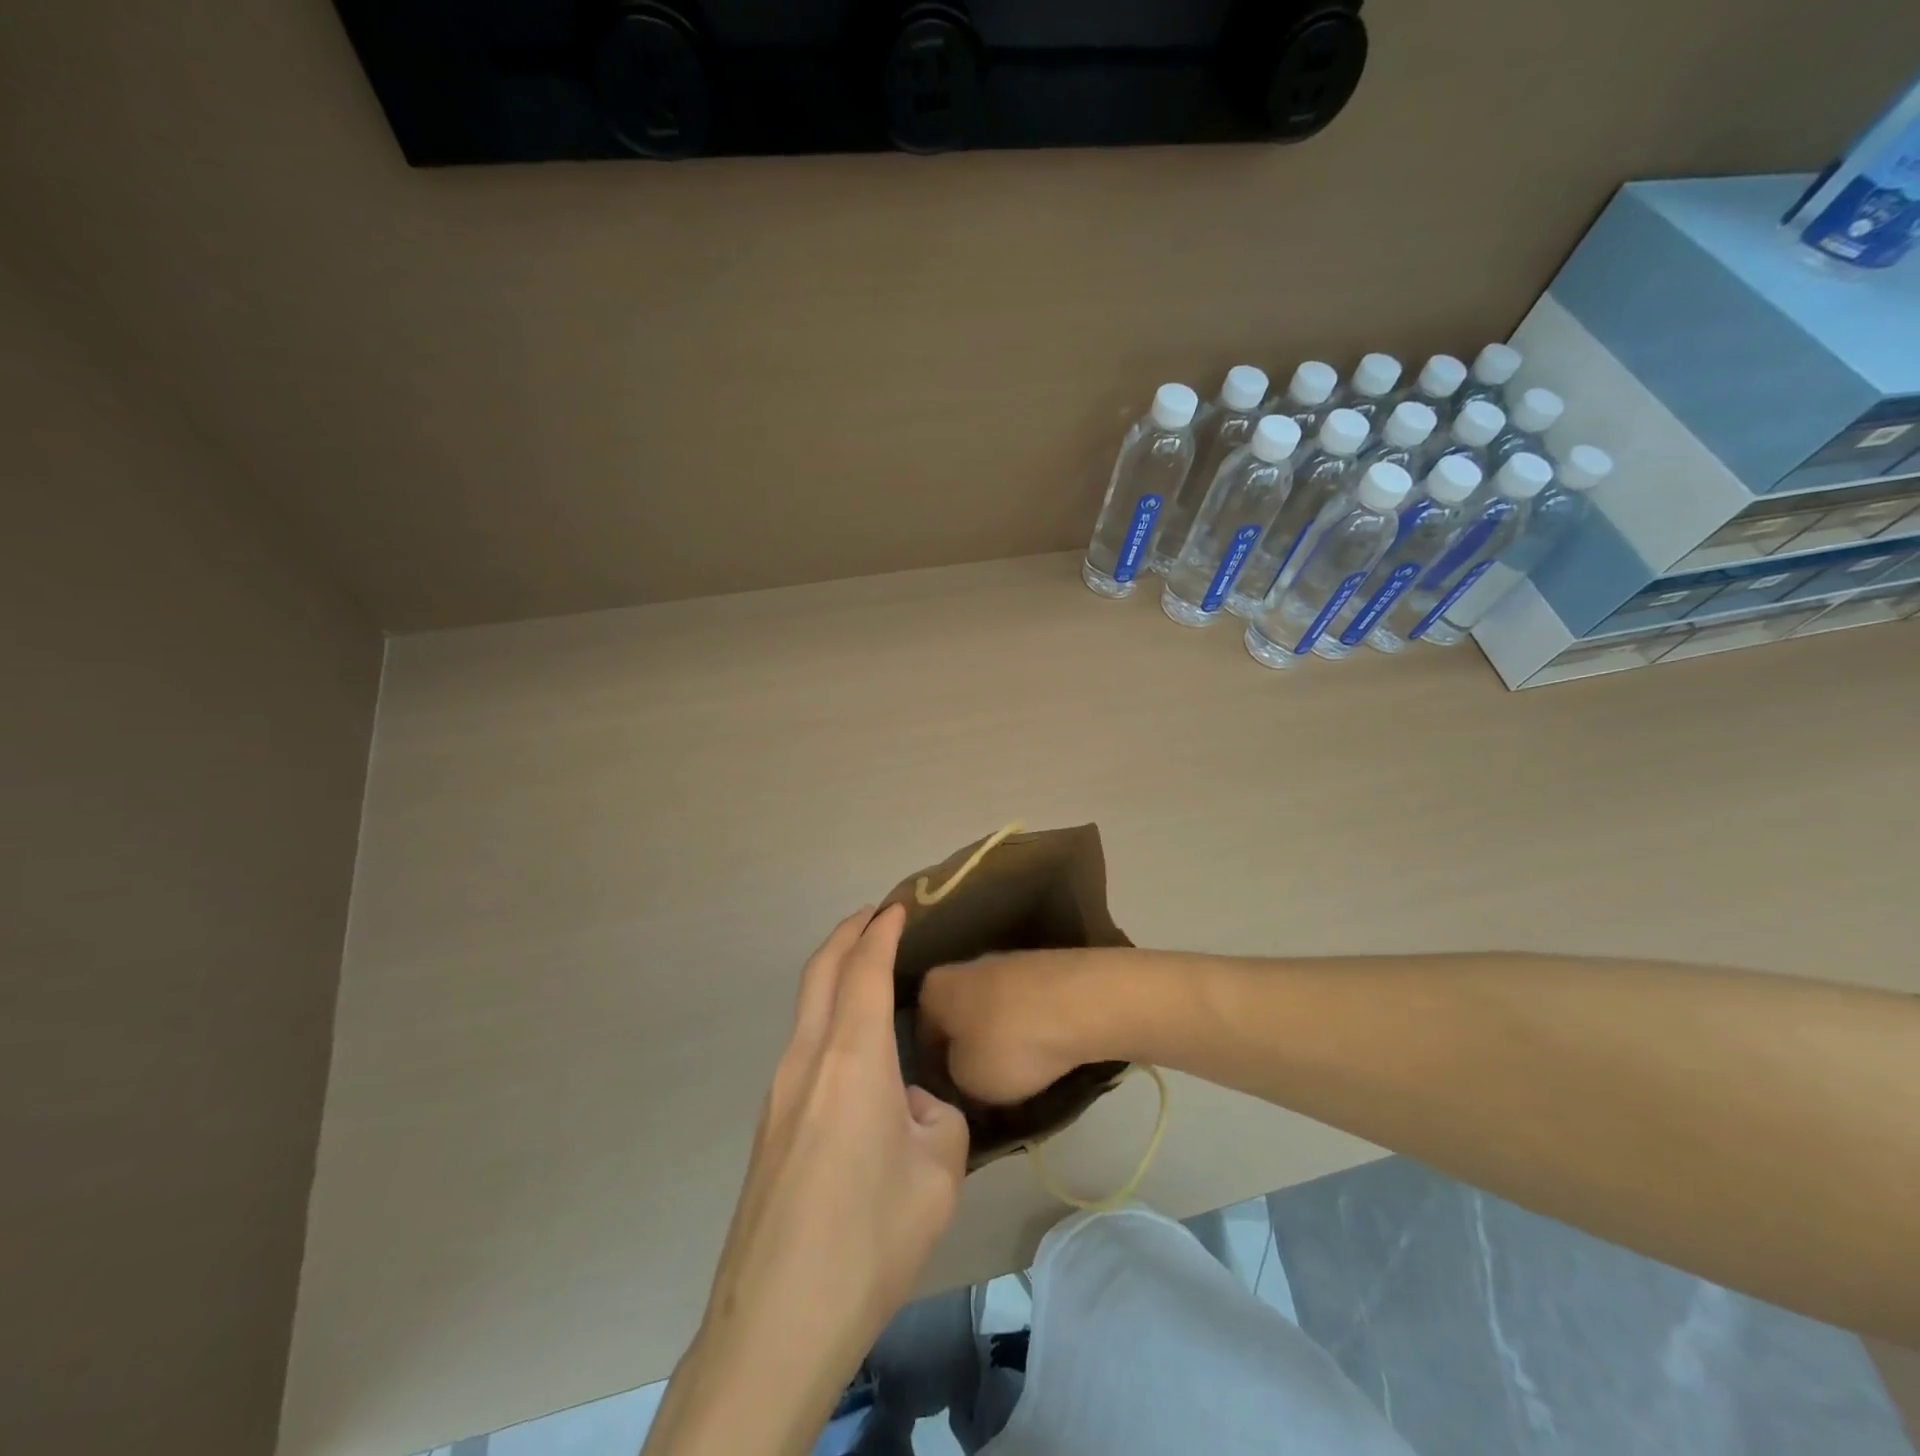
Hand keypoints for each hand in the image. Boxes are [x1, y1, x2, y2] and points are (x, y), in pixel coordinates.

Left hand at [644, 905, 969, 1455]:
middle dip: (847, 934)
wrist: (776, 1321)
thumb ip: (936, 1120)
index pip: (864, 969)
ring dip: (834, 976)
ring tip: (867, 974)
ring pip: (806, 1007)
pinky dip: (827, 1018)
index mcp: (852, 1058)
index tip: (898, 907)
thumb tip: (912, 1108)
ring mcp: (778, 1092)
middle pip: (821, 972)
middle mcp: (806, 1059)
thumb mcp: (939, 1174)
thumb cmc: (869, 1238)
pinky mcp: (768, 1126)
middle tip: (875, 917)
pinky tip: (853, 1054)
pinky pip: (802, 1047)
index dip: (881, 931)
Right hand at [919, 949, 1106, 1106]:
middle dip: (969, 1056)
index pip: (921, 1037)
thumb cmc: (1010, 1043)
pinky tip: (1044, 1059)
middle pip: (959, 1021)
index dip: (933, 1074)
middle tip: (983, 1096)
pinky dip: (1030, 1034)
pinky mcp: (1043, 971)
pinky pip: (1025, 1011)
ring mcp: (1007, 965)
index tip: (950, 1102)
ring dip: (1001, 1046)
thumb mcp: (967, 1080)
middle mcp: (965, 968)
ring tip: (1019, 1084)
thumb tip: (961, 1073)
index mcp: (934, 988)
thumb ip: (953, 1079)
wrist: (1083, 1002)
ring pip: (993, 1016)